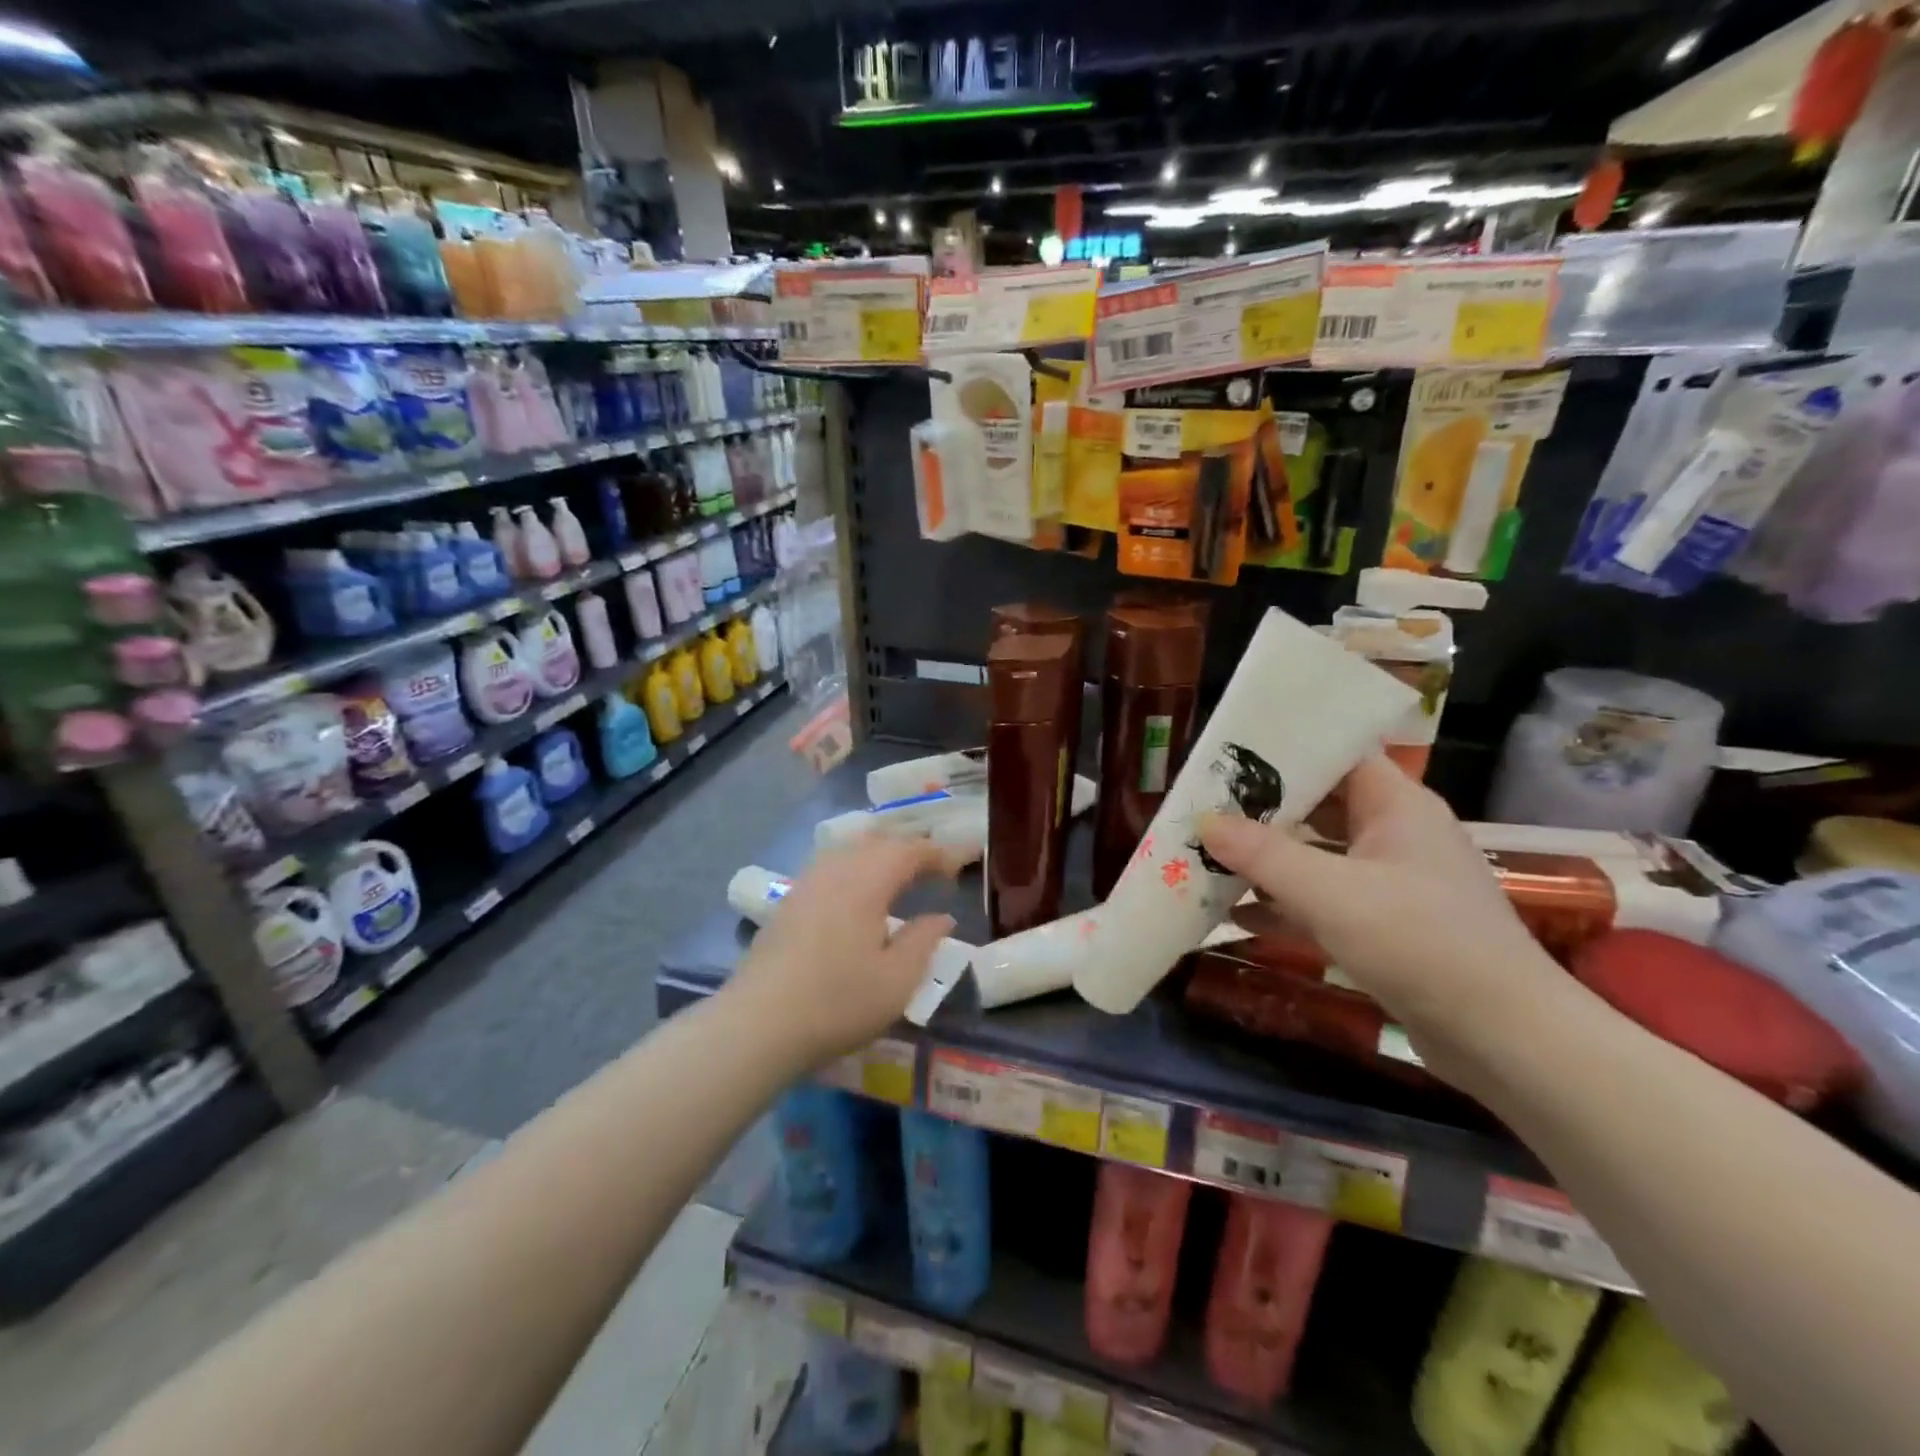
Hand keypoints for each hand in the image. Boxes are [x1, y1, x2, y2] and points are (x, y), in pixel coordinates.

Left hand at [727, 835, 957, 1067]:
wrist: (758, 1023)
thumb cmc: (837, 1002)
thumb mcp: (897, 980)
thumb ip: (924, 941)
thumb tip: (942, 917)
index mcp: (866, 880)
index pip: (909, 850)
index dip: (938, 854)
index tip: (960, 866)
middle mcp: (835, 869)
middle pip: (878, 842)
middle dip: (910, 849)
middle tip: (935, 869)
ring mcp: (807, 882)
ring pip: (850, 850)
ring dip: (881, 856)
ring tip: (900, 876)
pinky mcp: (789, 901)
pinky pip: (831, 866)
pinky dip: (856, 868)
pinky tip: (858, 894)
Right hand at [1198, 756, 1563, 1081]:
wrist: (1504, 1039)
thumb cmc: (1419, 943)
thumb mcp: (1330, 893)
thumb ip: (1262, 854)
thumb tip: (1203, 821)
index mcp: (1396, 805)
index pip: (1336, 755)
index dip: (1284, 750)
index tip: (1227, 757)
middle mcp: (1394, 834)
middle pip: (1318, 806)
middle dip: (1260, 810)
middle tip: (1203, 808)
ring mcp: (1390, 883)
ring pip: (1317, 856)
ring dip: (1266, 860)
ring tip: (1206, 857)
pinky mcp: (1384, 926)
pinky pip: (1322, 901)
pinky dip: (1283, 903)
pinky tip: (1234, 914)